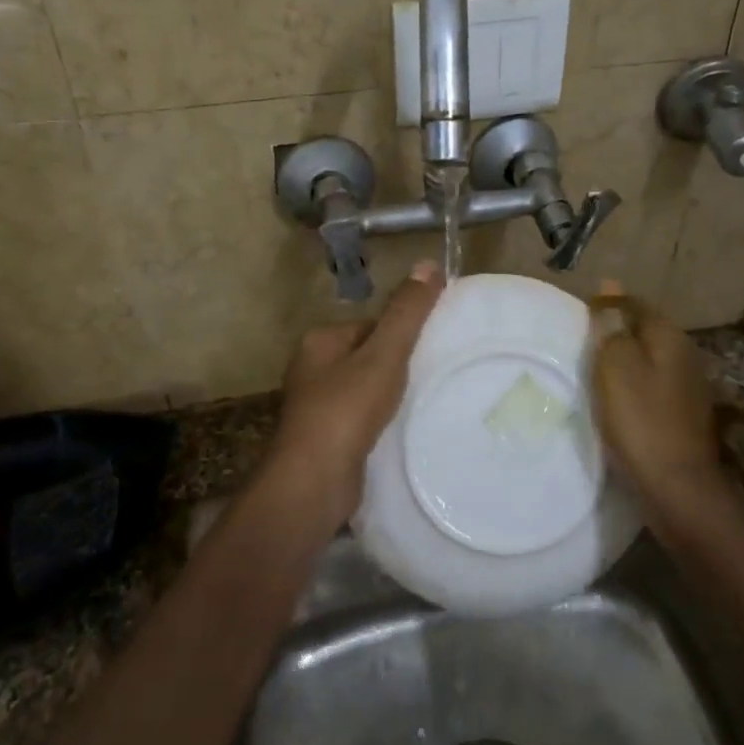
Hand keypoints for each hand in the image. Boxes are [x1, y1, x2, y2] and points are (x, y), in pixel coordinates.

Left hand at [263, 261, 444, 528]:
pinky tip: (400, 431)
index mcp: (319, 341)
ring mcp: (315, 406)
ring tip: (421, 404)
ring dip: (390, 396)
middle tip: (432, 377)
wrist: (314, 482)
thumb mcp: (384, 355)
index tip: (431, 349)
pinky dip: (380, 421)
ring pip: (365, 389)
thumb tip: (428, 263)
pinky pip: (361, 418)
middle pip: (367, 356)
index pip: (370, 324)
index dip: (401, 334)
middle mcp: (311, 369)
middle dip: (397, 366)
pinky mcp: (325, 439)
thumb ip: (406, 312)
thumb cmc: (346, 410)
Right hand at [591, 284, 725, 522]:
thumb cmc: (639, 419)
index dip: (607, 306)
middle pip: (645, 331)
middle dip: (617, 332)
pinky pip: (653, 385)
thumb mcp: (615, 366)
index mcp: (669, 337)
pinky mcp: (684, 414)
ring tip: (594, 369)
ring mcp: (689, 386)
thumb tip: (610, 285)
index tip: (578, 317)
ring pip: (650, 359)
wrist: (675, 485)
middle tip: (582, 342)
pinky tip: (618, 399)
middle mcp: (686, 354)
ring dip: (625, 360)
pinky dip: (634, 385)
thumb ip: (612, 327)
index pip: (634, 304)